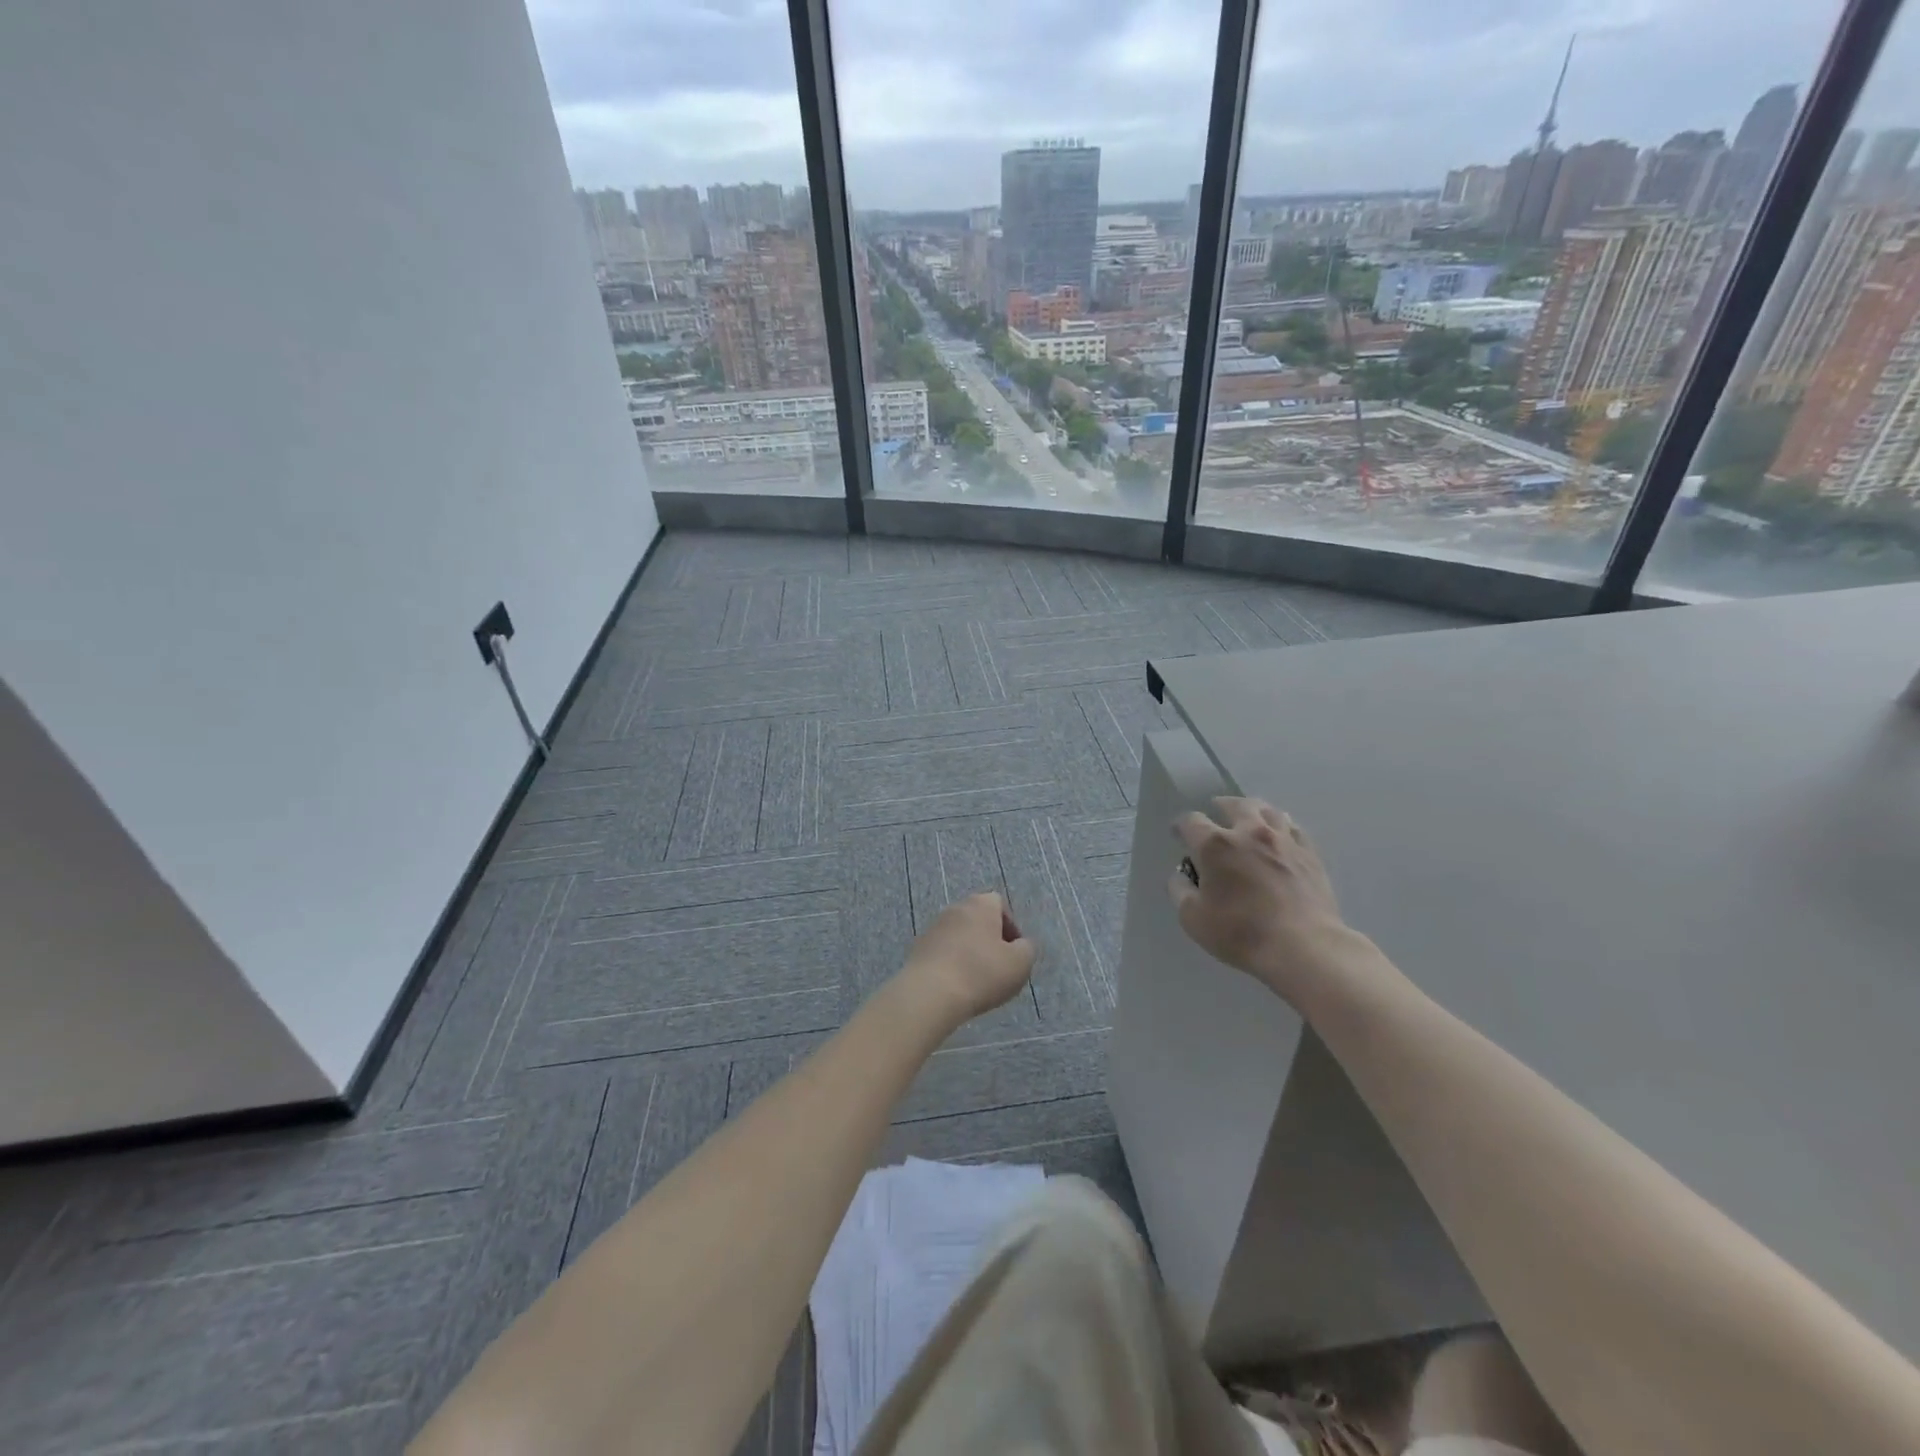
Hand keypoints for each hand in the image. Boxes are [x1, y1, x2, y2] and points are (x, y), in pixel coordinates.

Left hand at [897, 892, 1036, 1025]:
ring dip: (970, 952)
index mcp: (980, 905)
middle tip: (999, 966)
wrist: (930, 993)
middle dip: (990, 940)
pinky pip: (943, 952)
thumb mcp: (1020, 963)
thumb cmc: (982, 973)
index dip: (1010, 927)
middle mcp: (955, 908)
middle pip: (978, 919)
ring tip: (977, 980)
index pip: (999, 904)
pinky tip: (957, 986)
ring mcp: (933, 928)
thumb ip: (1027, 949)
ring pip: (959, 936)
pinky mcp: (918, 949)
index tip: (1014, 952)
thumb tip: (1020, 945)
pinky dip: (952, 963)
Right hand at [1169, 797, 1354, 1001]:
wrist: (1303, 947)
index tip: (1179, 835)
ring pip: (1268, 811)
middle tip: (1217, 813)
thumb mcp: (1193, 918)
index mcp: (1215, 845)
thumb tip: (1181, 875)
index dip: (1181, 826)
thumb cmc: (1241, 932)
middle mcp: (1249, 832)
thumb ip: (1180, 891)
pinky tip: (1280, 835)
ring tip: (1250, 818)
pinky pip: (1294, 828)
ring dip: (1254, 811)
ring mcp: (1283, 840)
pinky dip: (1281, 827)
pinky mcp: (1309, 854)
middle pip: (1234, 804)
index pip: (1191, 821)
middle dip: (1221, 806)